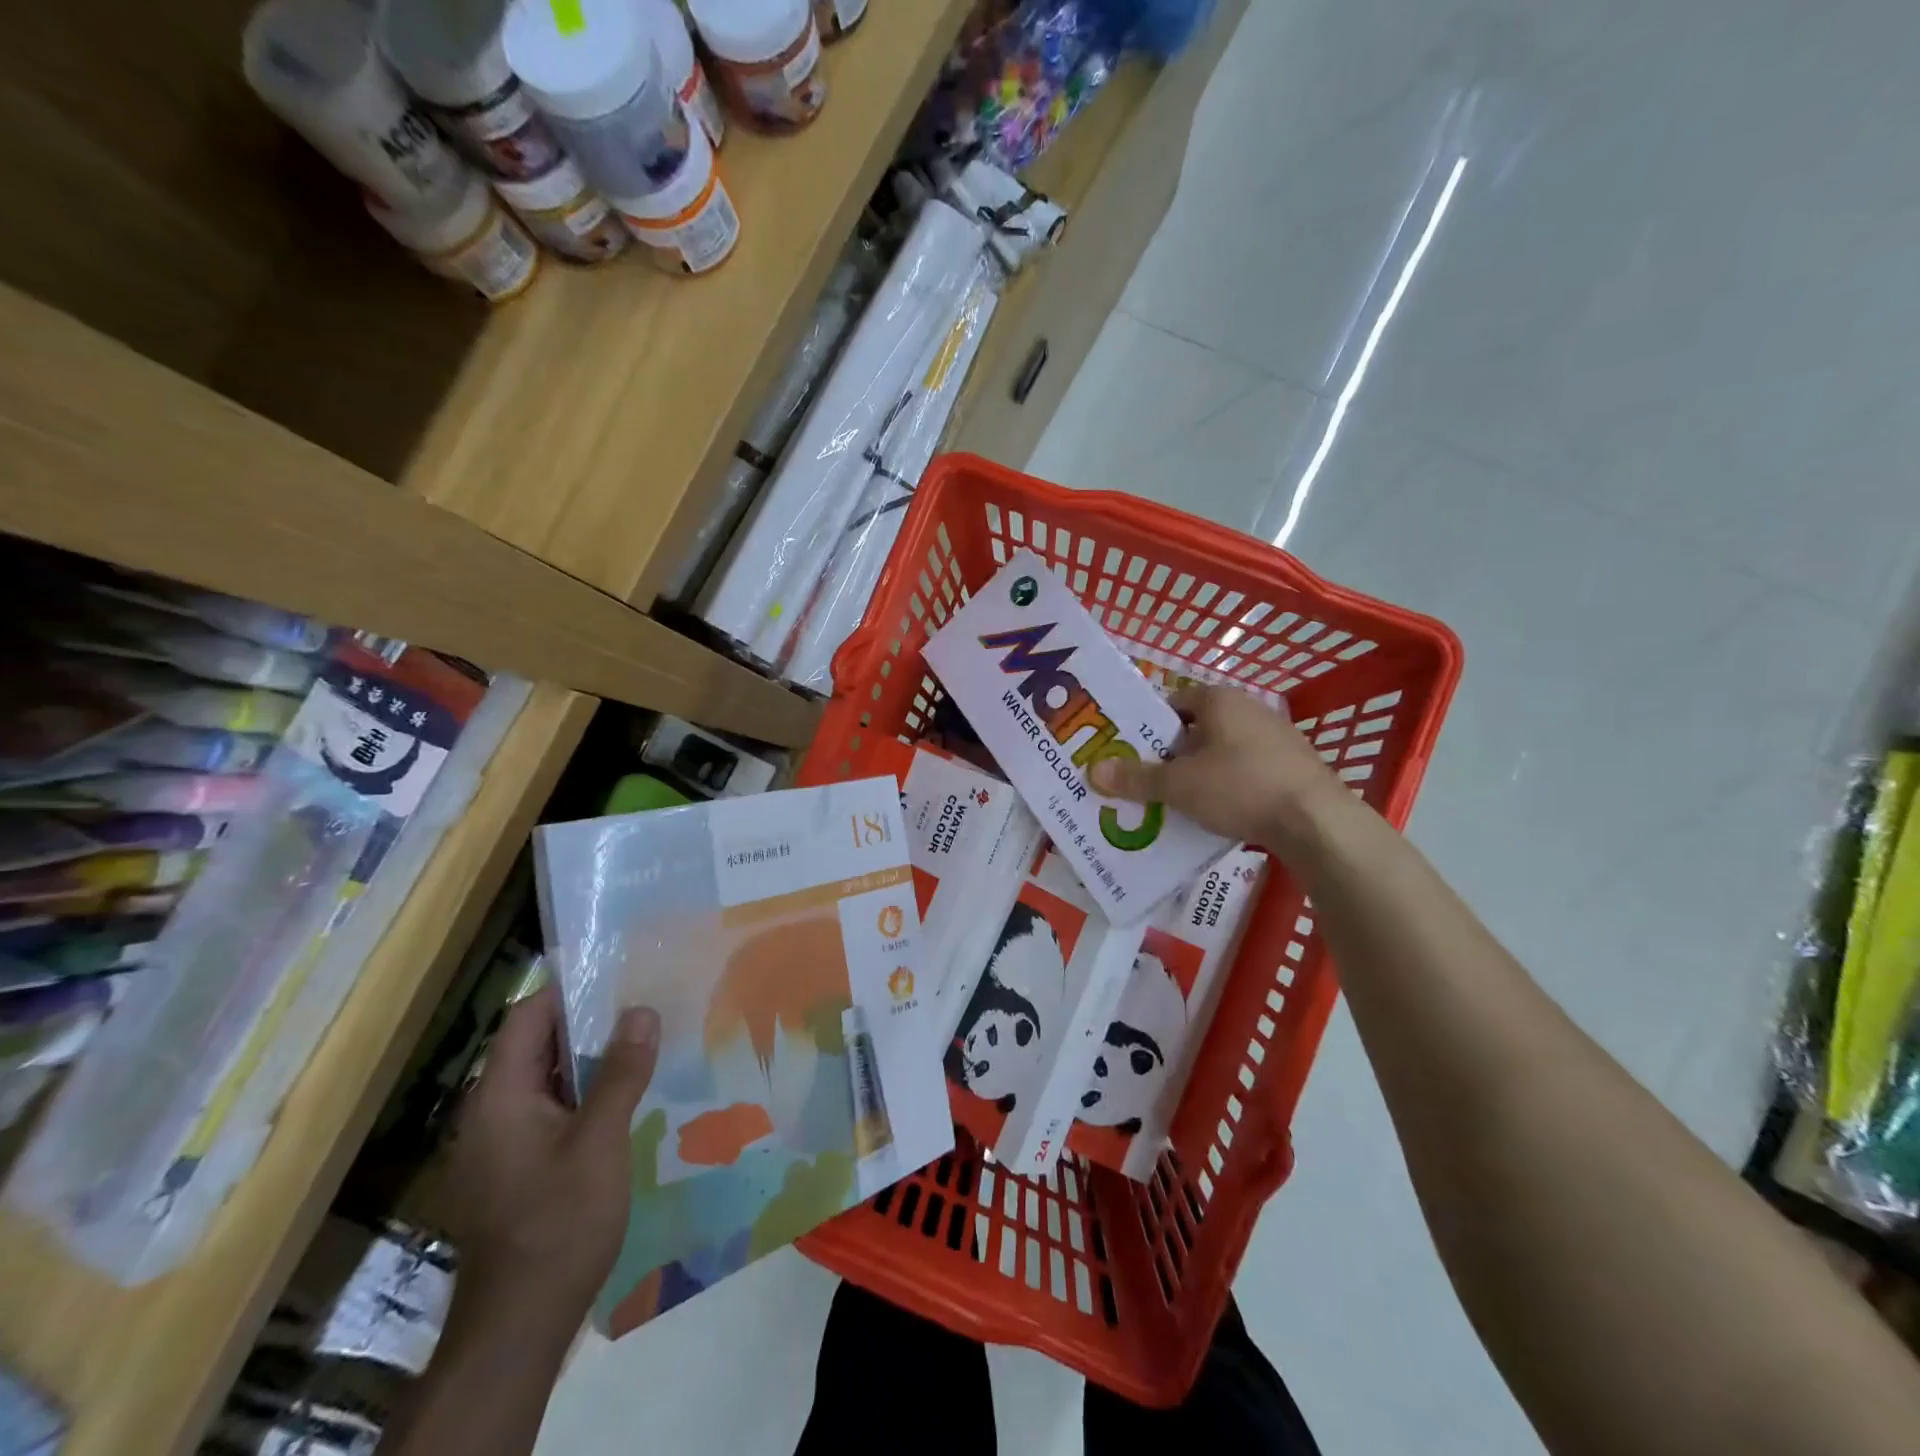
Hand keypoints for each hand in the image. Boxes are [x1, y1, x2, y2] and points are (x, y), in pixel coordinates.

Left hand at [439, 985, 658, 1340]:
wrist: (520, 1324)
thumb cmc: (558, 1222)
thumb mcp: (600, 1141)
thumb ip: (620, 1073)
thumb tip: (641, 1011)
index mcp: (499, 1096)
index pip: (527, 1017)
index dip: (570, 989)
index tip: (619, 973)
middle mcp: (491, 1111)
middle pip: (536, 1045)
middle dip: (589, 1021)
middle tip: (644, 1003)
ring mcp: (501, 1143)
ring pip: (547, 1079)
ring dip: (590, 1058)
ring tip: (644, 1040)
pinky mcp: (516, 1167)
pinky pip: (551, 1109)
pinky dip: (584, 1092)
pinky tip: (627, 1095)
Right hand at [1089, 684, 1349, 851]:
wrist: (1317, 822)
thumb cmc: (1240, 787)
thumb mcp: (1180, 786)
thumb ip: (1137, 778)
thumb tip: (1093, 770)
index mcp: (1220, 700)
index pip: (1173, 701)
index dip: (1149, 724)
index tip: (1130, 750)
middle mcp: (1249, 709)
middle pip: (1197, 727)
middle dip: (1172, 752)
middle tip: (1146, 778)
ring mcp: (1276, 737)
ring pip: (1222, 750)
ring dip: (1200, 771)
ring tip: (1177, 800)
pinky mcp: (1294, 766)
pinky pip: (1247, 770)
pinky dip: (1228, 785)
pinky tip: (1218, 812)